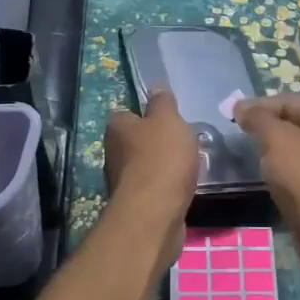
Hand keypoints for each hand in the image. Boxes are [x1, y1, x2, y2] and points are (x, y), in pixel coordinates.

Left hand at [104, 89, 198, 226]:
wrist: (155, 213)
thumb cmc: (161, 158)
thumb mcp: (168, 120)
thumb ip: (163, 102)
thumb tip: (155, 86)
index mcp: (116, 128)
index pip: (126, 113)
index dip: (146, 114)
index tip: (167, 119)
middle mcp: (113, 153)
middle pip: (135, 140)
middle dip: (155, 142)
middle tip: (181, 142)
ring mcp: (122, 181)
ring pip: (144, 166)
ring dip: (161, 166)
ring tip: (186, 166)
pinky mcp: (135, 204)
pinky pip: (152, 188)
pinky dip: (165, 187)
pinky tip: (182, 187)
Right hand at [233, 94, 299, 257]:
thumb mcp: (275, 137)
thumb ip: (257, 118)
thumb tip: (241, 106)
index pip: (287, 99)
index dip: (258, 105)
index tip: (233, 115)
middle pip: (294, 120)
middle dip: (267, 125)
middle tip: (241, 133)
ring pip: (298, 144)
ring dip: (276, 146)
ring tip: (252, 152)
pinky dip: (285, 165)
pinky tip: (269, 171)